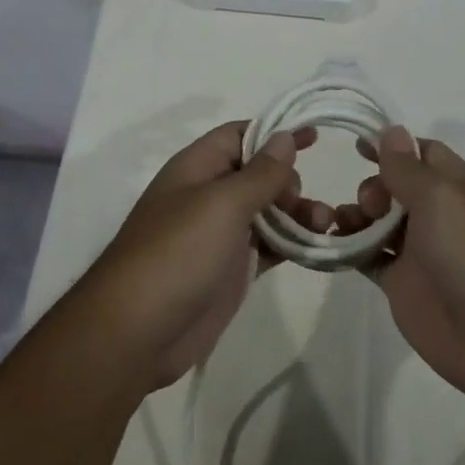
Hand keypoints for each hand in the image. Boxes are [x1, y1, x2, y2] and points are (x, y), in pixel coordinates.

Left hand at [76, 121, 323, 390]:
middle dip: (289, 180)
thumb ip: (259, 173)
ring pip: (266, 212)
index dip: (275, 132)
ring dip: (297, 213)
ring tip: (325, 224)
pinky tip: (317, 246)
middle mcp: (207, 196)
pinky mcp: (230, 269)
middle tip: (305, 201)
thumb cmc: (177, 254)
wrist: (138, 331)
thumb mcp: (221, 204)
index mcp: (196, 169)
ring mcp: (219, 235)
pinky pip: (267, 246)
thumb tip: (285, 137)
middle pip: (257, 174)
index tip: (316, 136)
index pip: (238, 136)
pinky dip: (292, 243)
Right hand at [337, 127, 464, 408]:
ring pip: (378, 223)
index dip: (391, 147)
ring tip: (340, 224)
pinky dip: (347, 250)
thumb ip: (409, 168)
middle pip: (395, 187)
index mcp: (459, 187)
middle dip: (372, 186)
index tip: (355, 146)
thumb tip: (391, 131)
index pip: (423, 154)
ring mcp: (420, 252)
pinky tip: (327, 245)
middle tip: (369, 205)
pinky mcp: (402, 285)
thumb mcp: (443, 198)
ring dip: (354, 216)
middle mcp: (439, 215)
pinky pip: (368, 258)